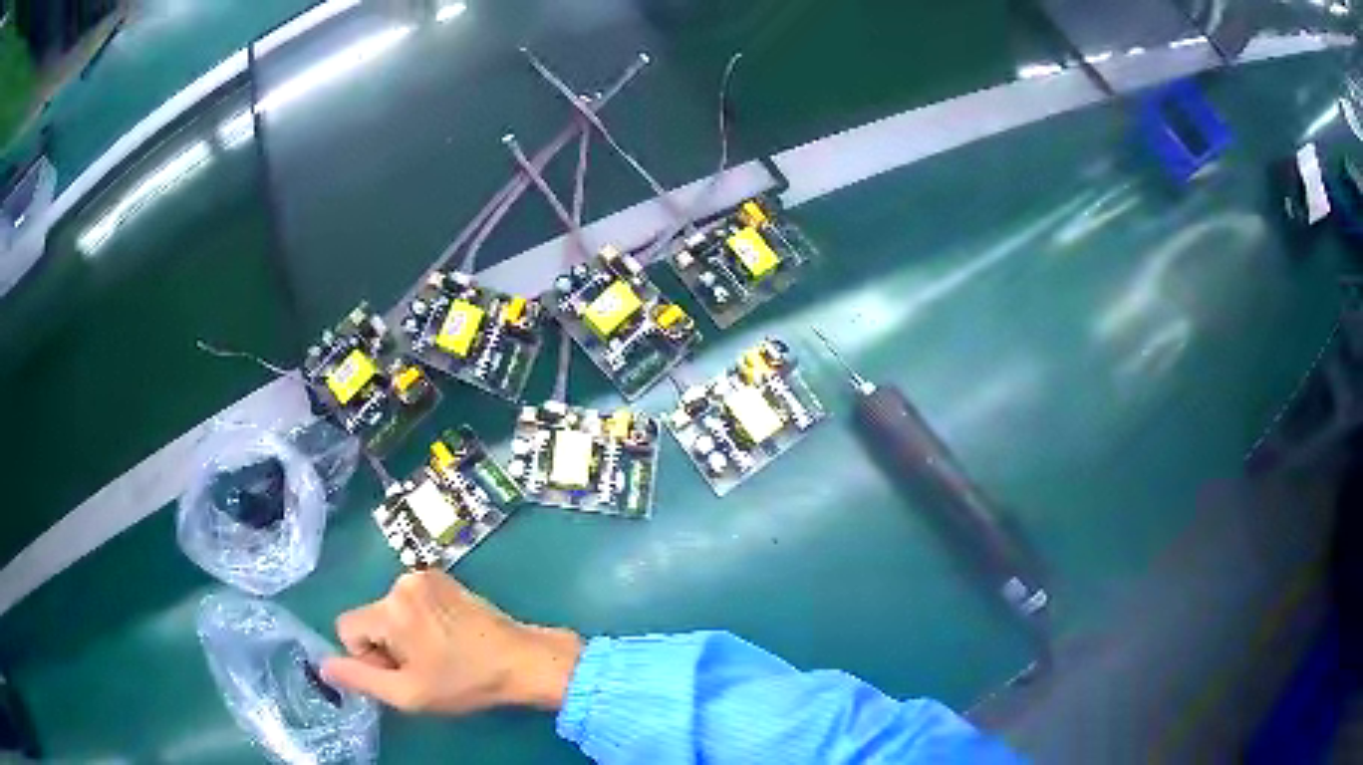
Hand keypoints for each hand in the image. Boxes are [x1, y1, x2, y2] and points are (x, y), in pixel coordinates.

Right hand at [321, 570, 582, 714]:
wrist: (522, 660)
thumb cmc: (464, 682)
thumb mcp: (408, 694)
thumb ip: (360, 679)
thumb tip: (324, 666)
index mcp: (390, 608)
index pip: (346, 628)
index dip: (367, 657)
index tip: (399, 672)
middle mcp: (402, 582)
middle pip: (369, 618)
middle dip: (386, 646)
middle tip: (423, 667)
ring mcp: (425, 575)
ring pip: (389, 611)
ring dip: (403, 634)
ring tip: (439, 654)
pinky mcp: (443, 577)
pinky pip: (410, 601)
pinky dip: (419, 621)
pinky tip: (447, 638)